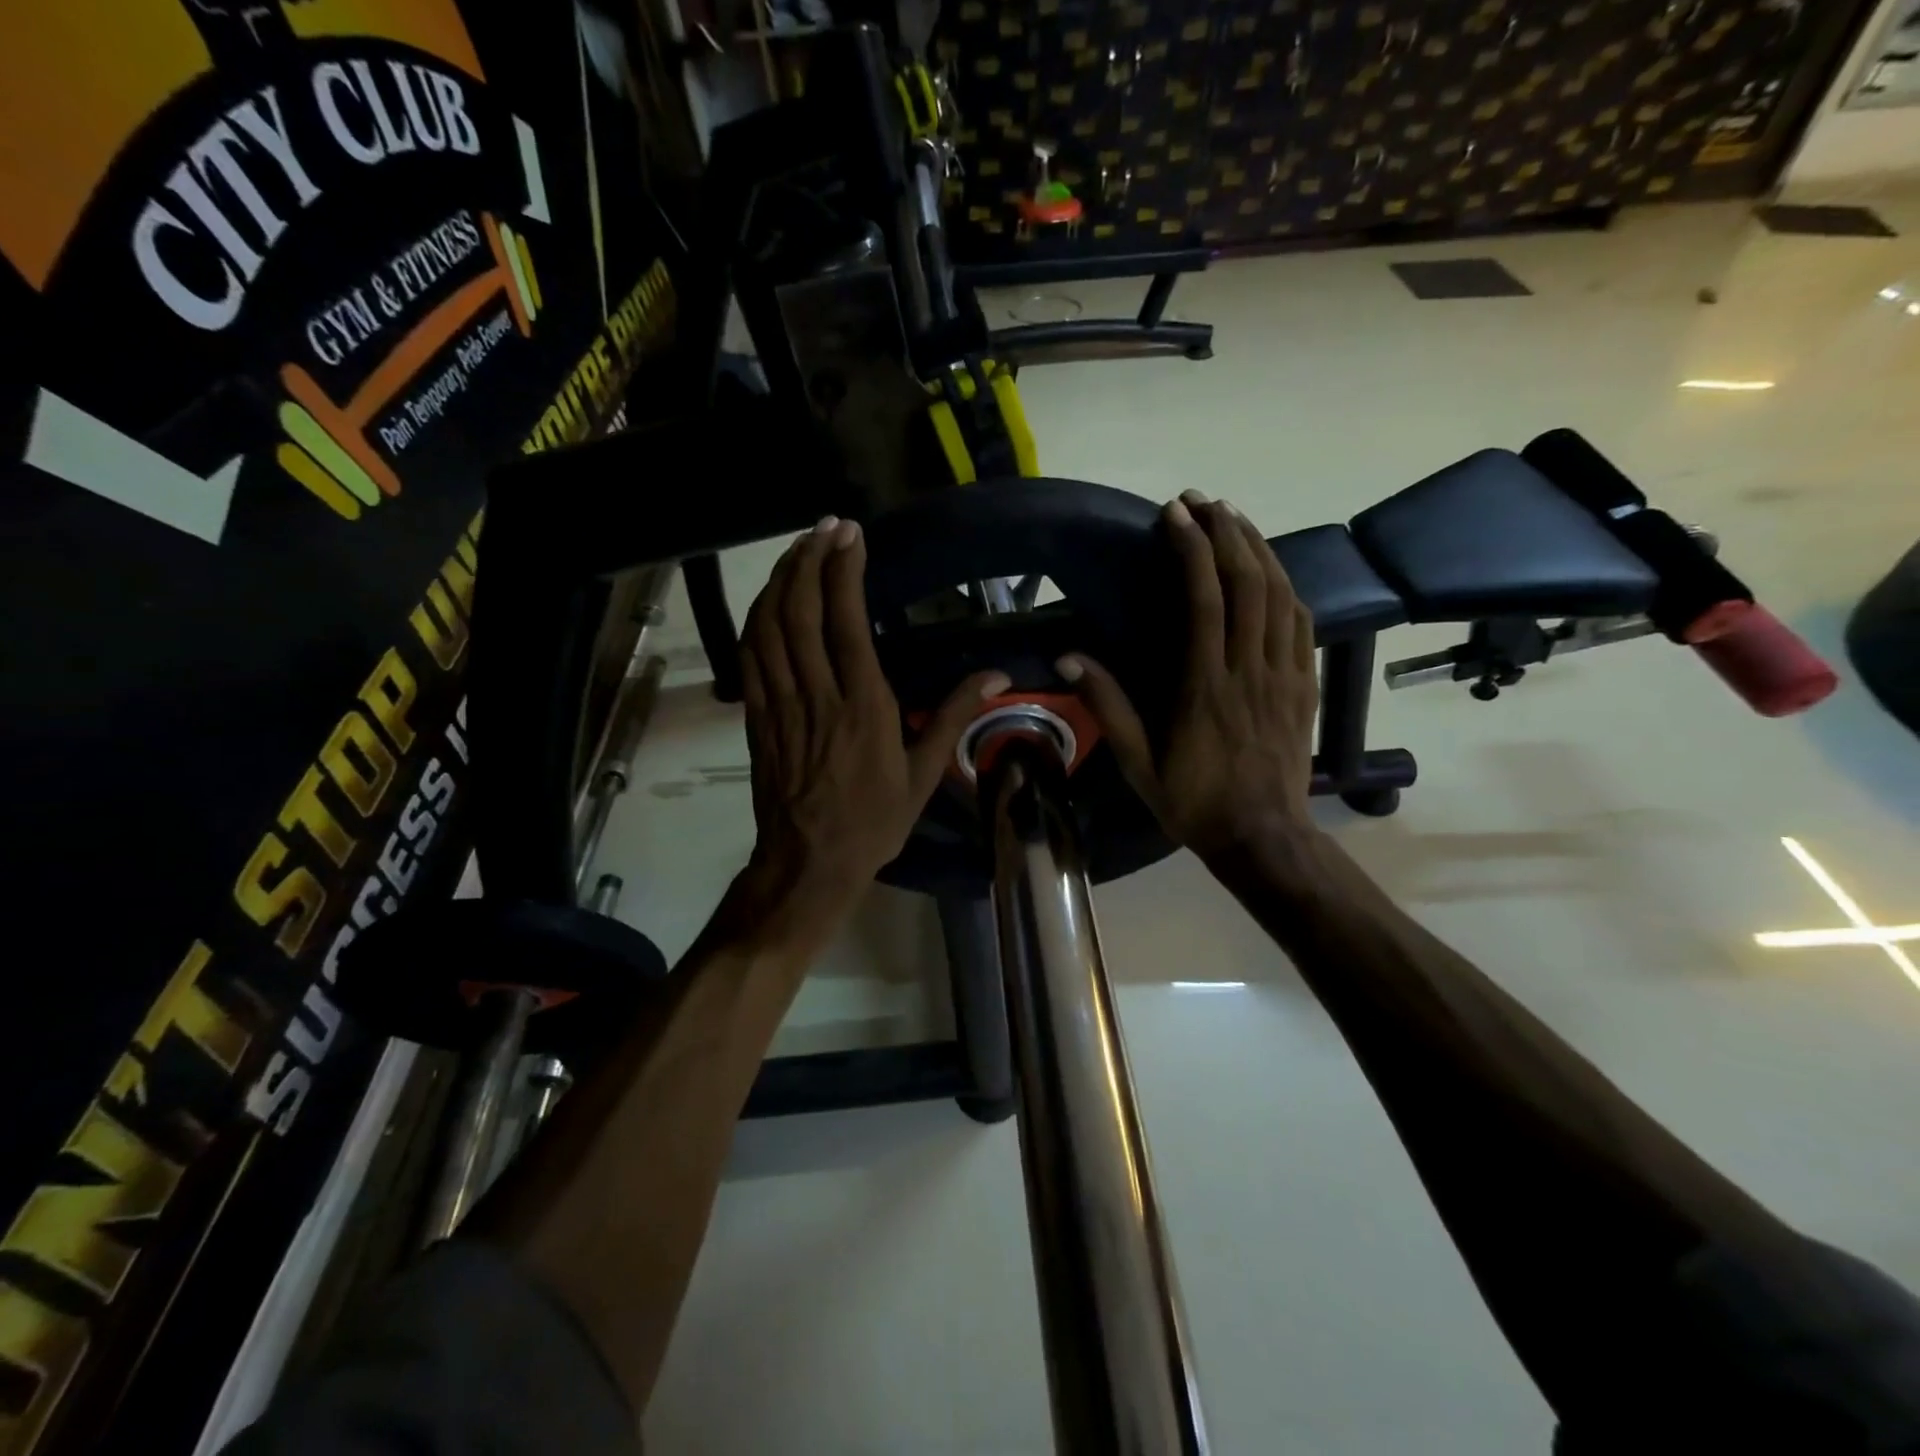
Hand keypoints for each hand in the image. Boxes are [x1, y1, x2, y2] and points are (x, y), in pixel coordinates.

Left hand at [730, 517, 1007, 947]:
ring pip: (769, 626)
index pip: (847, 622)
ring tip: (799, 548)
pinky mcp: (758, 715)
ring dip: (780, 579)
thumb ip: (954, 716)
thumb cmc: (874, 820)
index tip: (851, 534)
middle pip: (801, 611)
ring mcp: (780, 704)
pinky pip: (750, 655)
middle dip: (810, 560)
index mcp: (863, 707)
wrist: (809, 862)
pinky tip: (769, 597)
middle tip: (825, 527)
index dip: (844, 571)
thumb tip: (995, 673)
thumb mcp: (924, 774)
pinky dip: (757, 617)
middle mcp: (817, 695)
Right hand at [1059, 492, 1317, 863]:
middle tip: (1202, 502)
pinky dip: (1287, 587)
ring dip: (1258, 549)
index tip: (1174, 515)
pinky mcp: (1304, 685)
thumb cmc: (1194, 802)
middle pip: (1248, 583)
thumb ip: (1108, 706)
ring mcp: (1284, 675)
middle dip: (1226, 533)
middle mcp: (1250, 669)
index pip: (1206, 600)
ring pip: (1280, 595)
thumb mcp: (1138, 763)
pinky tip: (1273, 572)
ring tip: (1234, 519)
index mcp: (1206, 686)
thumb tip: (1069, 657)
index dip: (1192, 550)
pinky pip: (1303, 624)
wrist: (1263, 837)